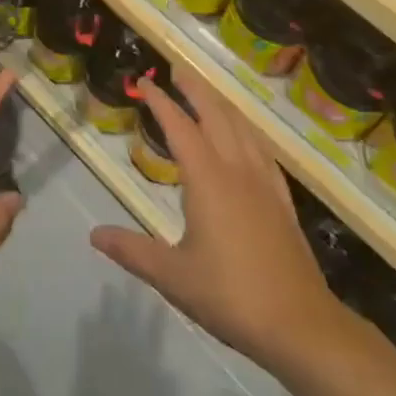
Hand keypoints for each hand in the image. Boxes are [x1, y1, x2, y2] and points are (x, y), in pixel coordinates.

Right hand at [90, 68, 338, 373]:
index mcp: (208, 179)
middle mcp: (237, 170)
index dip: (160, 102)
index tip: (144, 82)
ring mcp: (265, 184)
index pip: (180, 127)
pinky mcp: (283, 201)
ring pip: (243, 128)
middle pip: (216, 115)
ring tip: (207, 94)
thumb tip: (94, 234)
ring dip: (222, 105)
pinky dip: (248, 131)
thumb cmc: (231, 296)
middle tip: (177, 70)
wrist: (301, 325)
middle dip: (195, 89)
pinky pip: (263, 151)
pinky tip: (246, 138)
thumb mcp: (173, 276)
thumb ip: (132, 251)